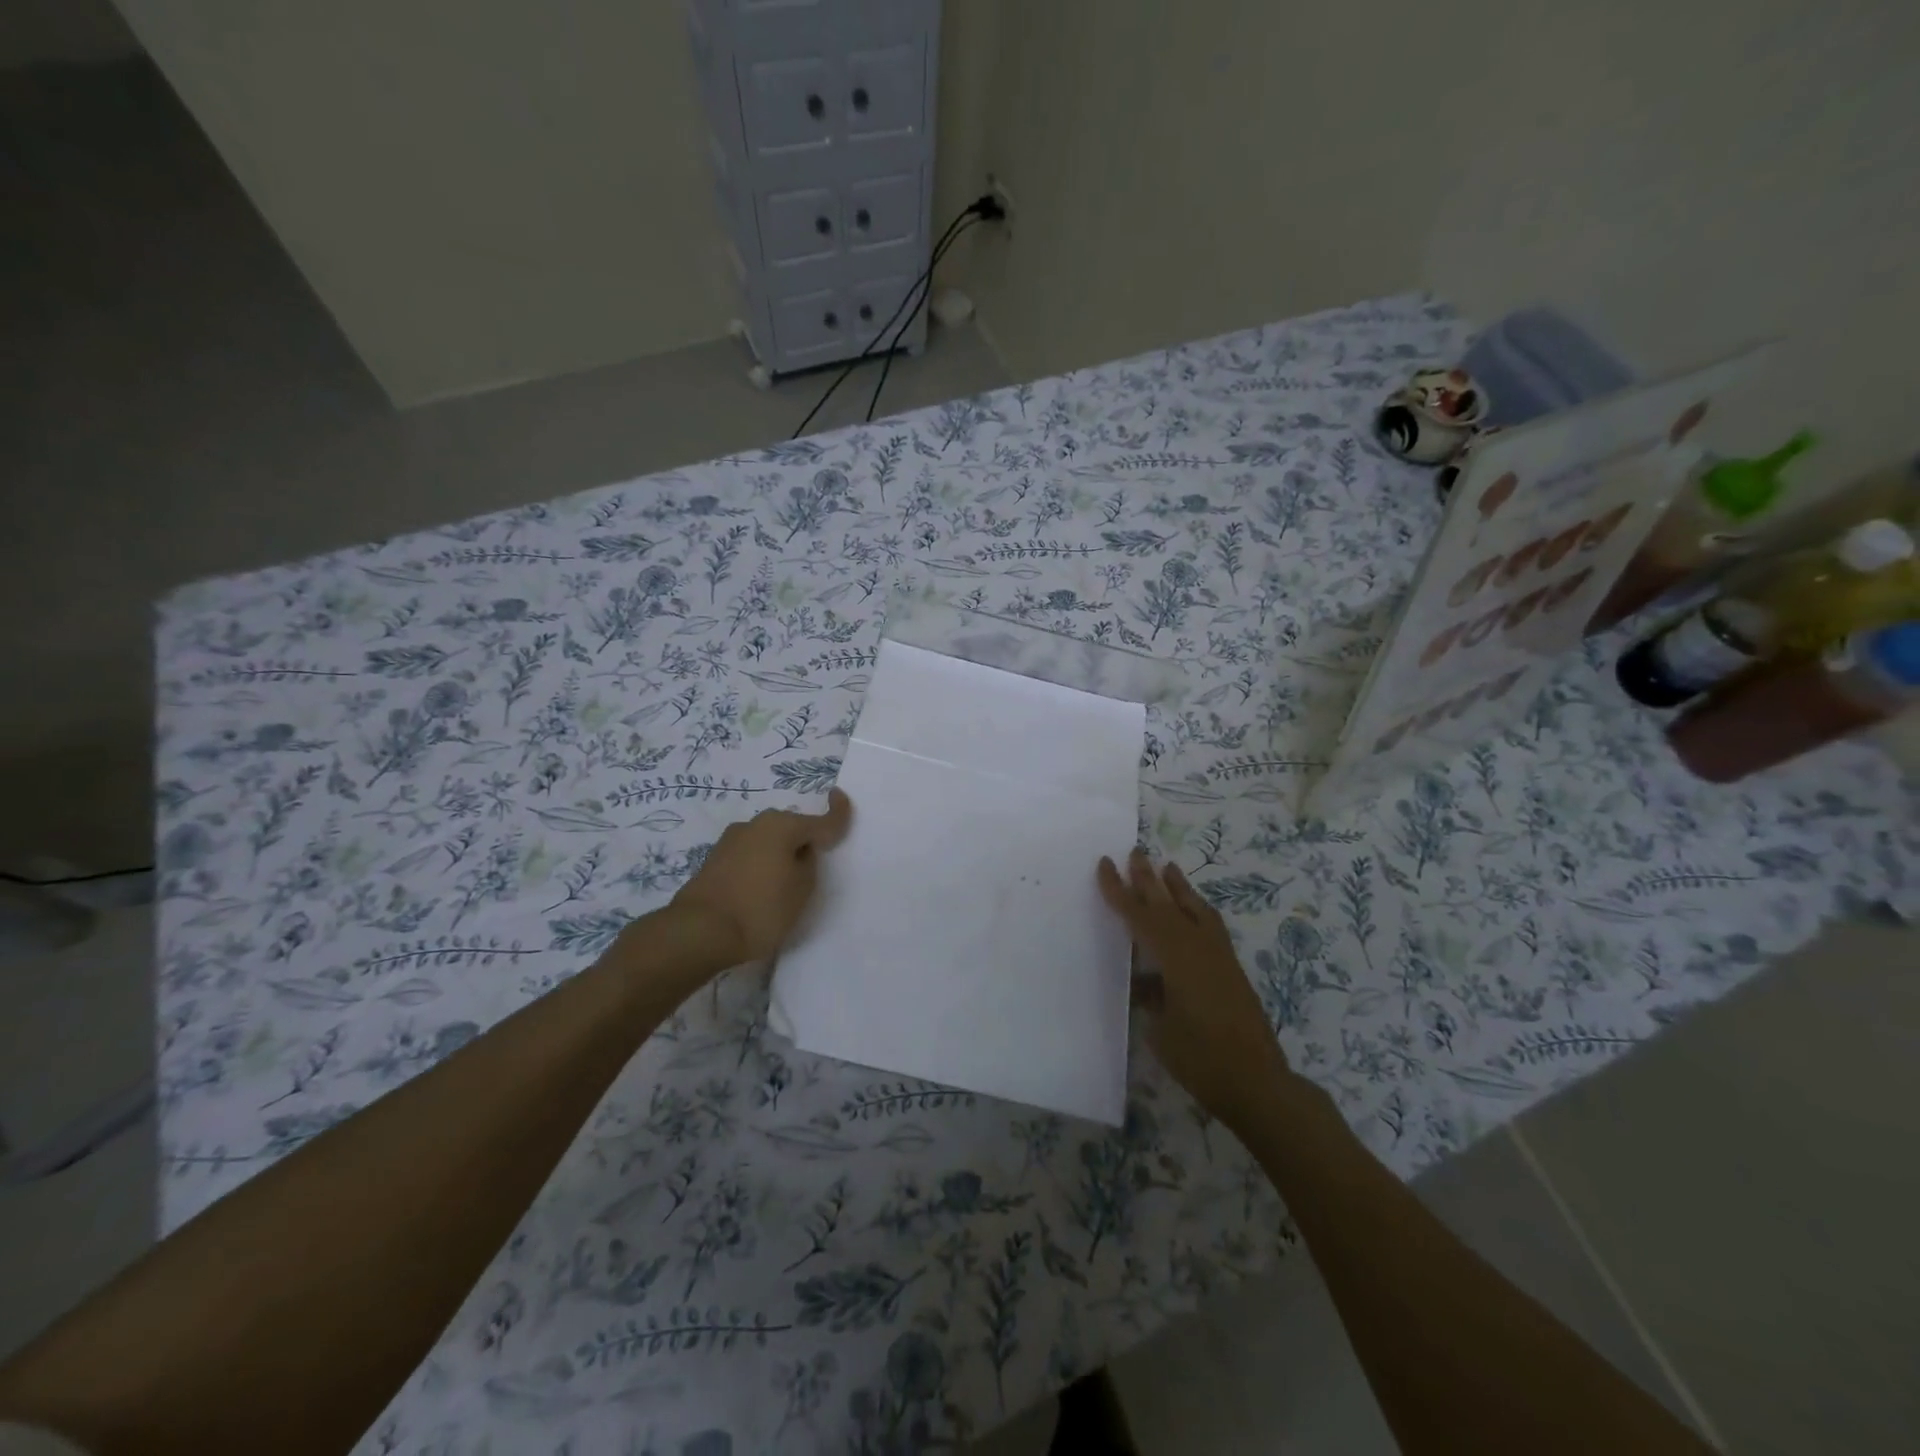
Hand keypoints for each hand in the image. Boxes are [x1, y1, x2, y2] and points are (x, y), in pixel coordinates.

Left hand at [672, 789, 853, 964]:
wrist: (699, 931)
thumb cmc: (761, 909)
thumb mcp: (802, 889)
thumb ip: (808, 864)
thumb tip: (799, 853)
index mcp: (782, 826)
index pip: (820, 819)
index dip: (837, 811)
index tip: (841, 796)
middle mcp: (756, 824)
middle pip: (791, 828)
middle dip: (804, 840)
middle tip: (814, 866)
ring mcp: (731, 840)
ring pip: (768, 841)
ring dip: (780, 854)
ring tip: (785, 884)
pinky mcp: (715, 859)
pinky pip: (750, 855)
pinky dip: (760, 865)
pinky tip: (760, 889)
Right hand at [1098, 848, 1289, 1128]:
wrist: (1258, 1083)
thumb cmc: (1201, 1059)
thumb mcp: (1161, 1029)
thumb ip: (1151, 998)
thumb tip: (1144, 984)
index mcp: (1175, 958)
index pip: (1141, 917)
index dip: (1120, 891)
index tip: (1105, 865)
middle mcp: (1198, 948)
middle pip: (1168, 904)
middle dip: (1148, 878)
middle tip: (1135, 852)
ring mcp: (1219, 957)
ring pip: (1195, 910)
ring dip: (1179, 888)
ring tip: (1168, 866)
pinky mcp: (1232, 969)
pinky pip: (1211, 925)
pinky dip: (1198, 909)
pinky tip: (1194, 910)